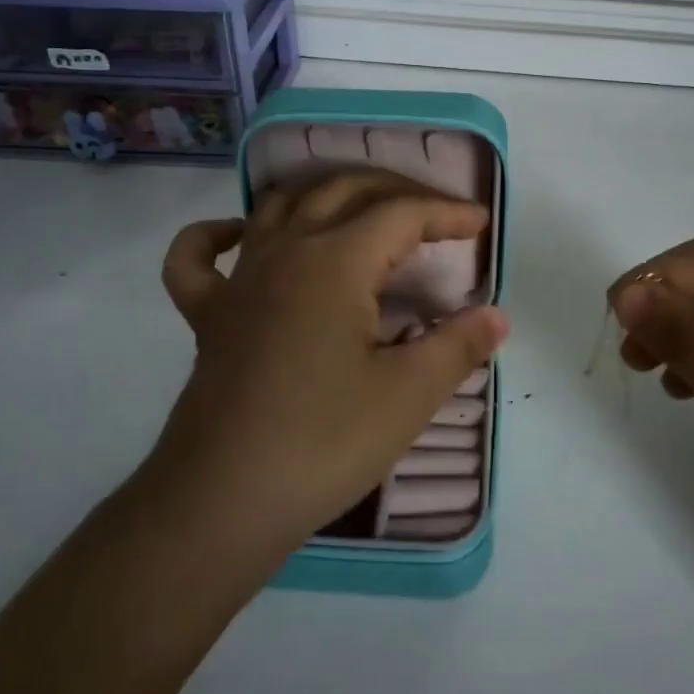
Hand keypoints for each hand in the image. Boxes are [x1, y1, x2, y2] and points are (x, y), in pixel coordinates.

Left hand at [150, 172, 508, 567]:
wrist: (223, 503)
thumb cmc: (324, 442)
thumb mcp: (409, 396)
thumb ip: (458, 346)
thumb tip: (497, 316)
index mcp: (335, 261)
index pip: (401, 214)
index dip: (446, 213)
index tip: (481, 223)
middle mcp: (285, 251)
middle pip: (344, 191)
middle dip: (396, 191)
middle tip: (433, 214)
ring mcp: (239, 280)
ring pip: (279, 205)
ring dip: (324, 194)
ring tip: (359, 209)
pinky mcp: (207, 315)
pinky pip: (196, 258)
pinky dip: (214, 235)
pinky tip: (238, 234)